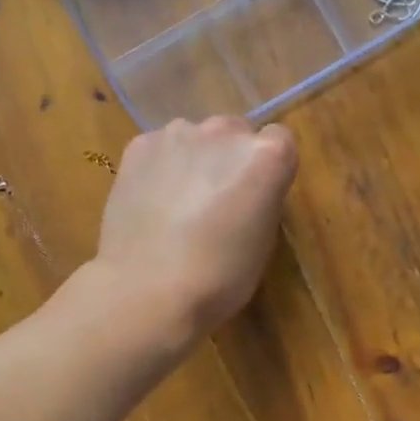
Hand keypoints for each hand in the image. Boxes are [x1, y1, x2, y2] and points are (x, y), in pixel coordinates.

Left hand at [94, 116, 298, 349]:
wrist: (148, 289)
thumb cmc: (220, 278)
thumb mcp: (263, 241)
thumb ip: (261, 199)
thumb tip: (245, 191)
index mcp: (267, 155)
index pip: (280, 141)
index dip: (268, 170)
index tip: (256, 197)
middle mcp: (224, 131)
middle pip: (235, 132)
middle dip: (229, 159)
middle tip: (216, 201)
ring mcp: (178, 134)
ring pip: (194, 138)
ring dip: (193, 160)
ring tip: (177, 204)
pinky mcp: (139, 146)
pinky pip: (159, 148)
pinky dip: (159, 168)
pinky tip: (150, 202)